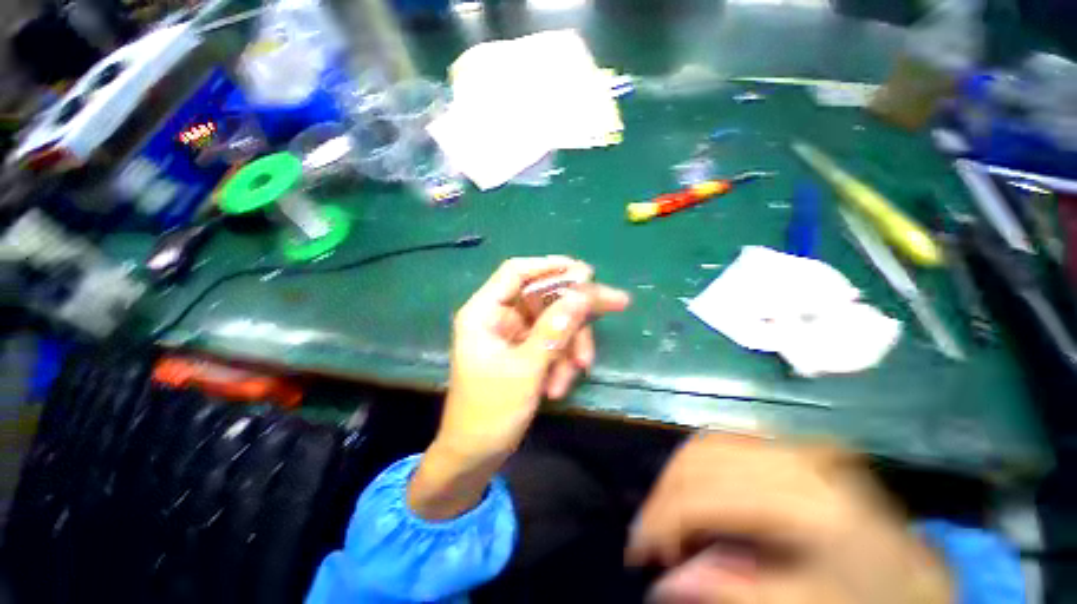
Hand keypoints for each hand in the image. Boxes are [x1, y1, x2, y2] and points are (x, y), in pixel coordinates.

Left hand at [408, 256, 629, 519]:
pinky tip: (560, 385)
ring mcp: (514, 335)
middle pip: (544, 296)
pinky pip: (552, 343)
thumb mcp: (526, 368)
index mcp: (484, 312)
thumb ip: (555, 329)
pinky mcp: (525, 351)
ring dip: (570, 344)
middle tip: (616, 303)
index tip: (584, 271)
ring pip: (554, 322)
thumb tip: (583, 295)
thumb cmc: (490, 412)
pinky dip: (561, 360)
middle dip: (577, 307)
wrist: (476, 456)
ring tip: (577, 370)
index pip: (517, 272)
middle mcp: (499, 317)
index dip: (550, 266)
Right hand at [626, 433, 951, 603]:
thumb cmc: (872, 598)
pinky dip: (699, 463)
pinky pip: (727, 440)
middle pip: (700, 457)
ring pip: (707, 442)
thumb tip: (665, 584)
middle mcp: (796, 457)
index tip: (639, 552)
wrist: (926, 574)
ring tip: (671, 514)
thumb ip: (737, 593)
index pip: (708, 495)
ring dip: (677, 476)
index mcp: (808, 500)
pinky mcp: (793, 445)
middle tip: (651, 536)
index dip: (663, 520)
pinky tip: (698, 491)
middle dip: (664, 495)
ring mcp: (795, 444)